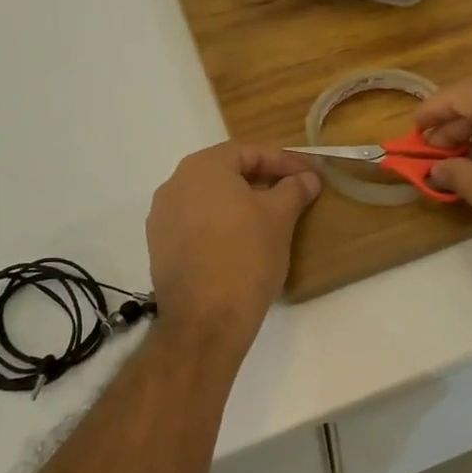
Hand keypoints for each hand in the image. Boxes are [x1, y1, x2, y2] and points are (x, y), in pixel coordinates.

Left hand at [146, 143, 321, 344]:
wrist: (205, 320)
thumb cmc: (245, 256)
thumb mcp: (279, 217)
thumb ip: (294, 189)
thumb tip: (307, 177)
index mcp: (201, 168)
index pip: (249, 152)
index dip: (284, 161)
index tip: (310, 174)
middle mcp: (175, 185)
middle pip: (226, 173)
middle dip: (262, 180)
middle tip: (293, 192)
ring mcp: (163, 218)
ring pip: (211, 199)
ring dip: (241, 203)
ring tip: (272, 218)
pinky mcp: (161, 248)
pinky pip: (197, 224)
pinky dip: (222, 225)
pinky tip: (243, 242)